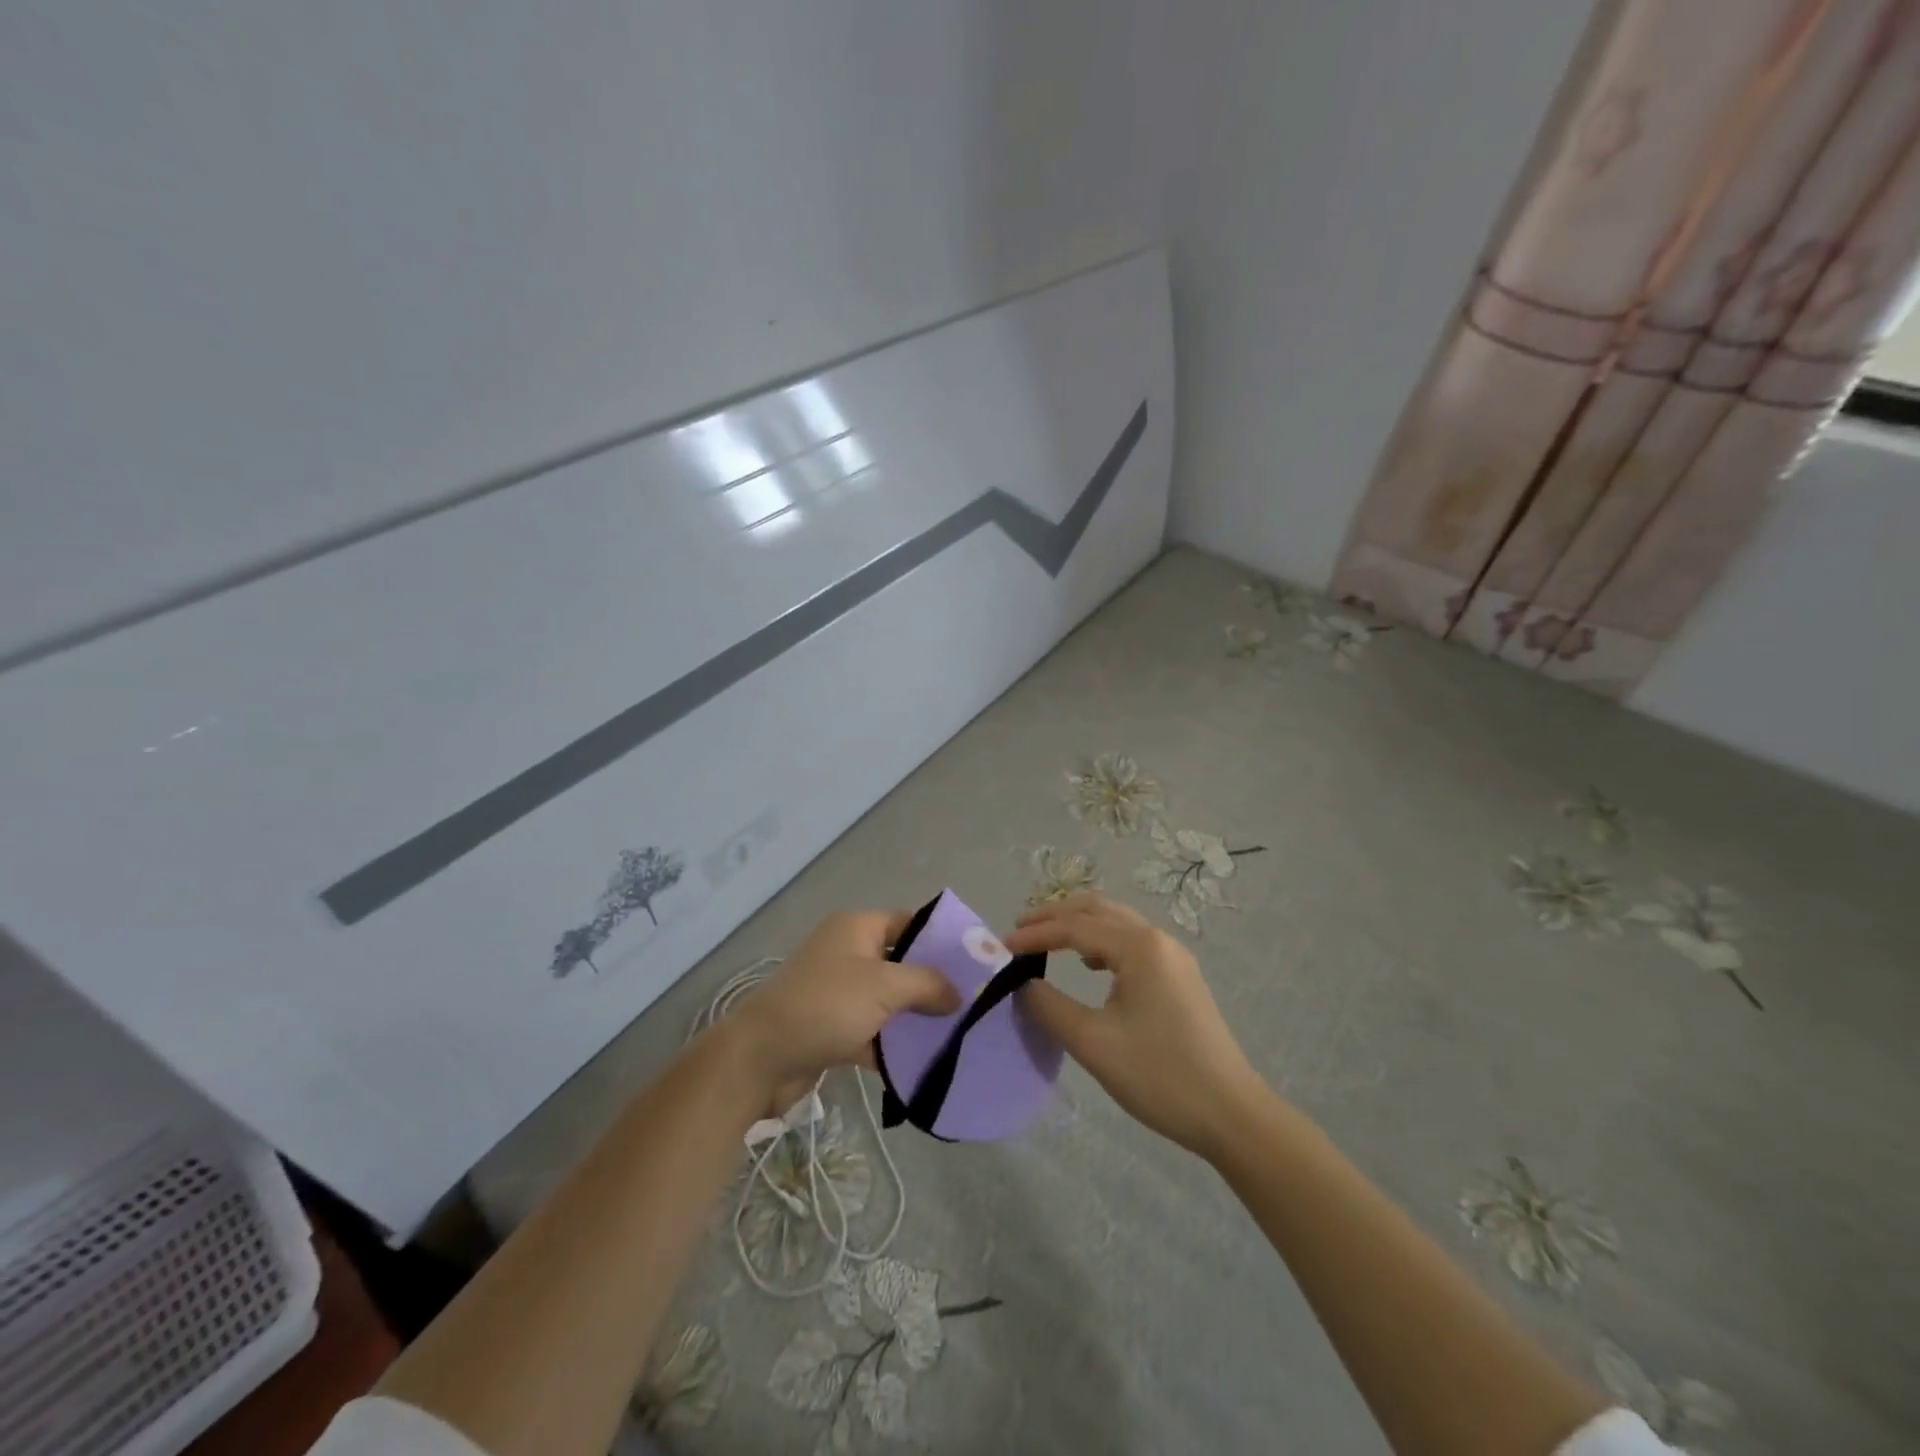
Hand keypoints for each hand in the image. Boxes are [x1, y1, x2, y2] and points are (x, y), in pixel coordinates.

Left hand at [726, 910, 961, 1107]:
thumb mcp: (885, 986)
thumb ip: (927, 984)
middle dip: (933, 983)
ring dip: (915, 1017)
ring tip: (957, 1033)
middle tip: (972, 1001)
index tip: (975, 962)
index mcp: (856, 928)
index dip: (940, 940)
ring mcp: (838, 992)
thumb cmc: (826, 1005)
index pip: (908, 923)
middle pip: (901, 963)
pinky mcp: (832, 1028)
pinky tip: (924, 1061)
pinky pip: (873, 1031)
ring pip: (888, 1000)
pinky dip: (893, 1045)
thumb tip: (957, 994)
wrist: (761, 1058)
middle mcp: (847, 953)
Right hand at [1008, 894, 1267, 1157]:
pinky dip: (1101, 940)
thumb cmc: (1160, 1075)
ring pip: (1116, 921)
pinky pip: (1131, 941)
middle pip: (1096, 909)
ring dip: (1078, 924)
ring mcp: (1172, 956)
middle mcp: (1157, 939)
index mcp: (1139, 946)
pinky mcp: (1179, 976)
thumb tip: (1022, 984)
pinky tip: (1089, 965)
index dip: (1035, 934)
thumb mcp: (1093, 1042)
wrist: (1232, 1114)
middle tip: (1018, 931)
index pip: (1074, 927)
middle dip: (1054, 915)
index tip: (1000, 948)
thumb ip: (1050, 1006)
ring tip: (1045, 941)